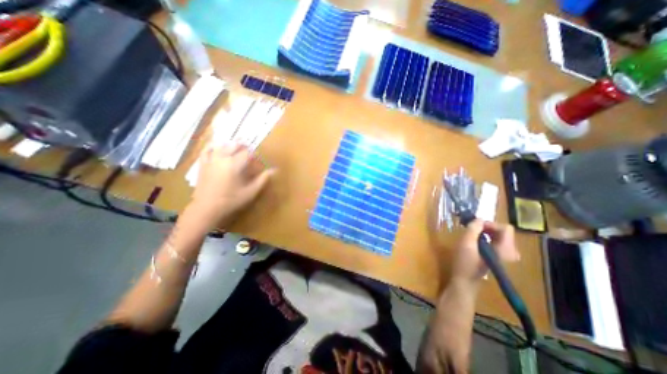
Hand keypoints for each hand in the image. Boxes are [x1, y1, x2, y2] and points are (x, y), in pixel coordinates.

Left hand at [187, 143, 272, 230]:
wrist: (207, 208)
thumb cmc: (231, 200)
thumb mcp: (251, 191)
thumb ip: (263, 179)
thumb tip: (274, 170)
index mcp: (235, 164)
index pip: (248, 153)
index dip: (255, 155)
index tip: (259, 161)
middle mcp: (223, 158)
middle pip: (234, 145)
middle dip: (244, 146)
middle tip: (250, 153)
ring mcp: (211, 160)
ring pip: (221, 145)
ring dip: (231, 145)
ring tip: (237, 148)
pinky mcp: (203, 164)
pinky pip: (206, 150)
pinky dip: (213, 146)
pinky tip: (217, 147)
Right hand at [451, 219, 516, 285]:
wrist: (465, 281)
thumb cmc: (465, 263)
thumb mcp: (466, 243)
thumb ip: (473, 229)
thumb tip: (479, 219)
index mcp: (504, 249)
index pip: (506, 228)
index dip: (490, 224)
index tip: (476, 226)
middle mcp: (510, 252)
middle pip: (503, 232)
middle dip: (487, 227)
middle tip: (472, 229)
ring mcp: (506, 256)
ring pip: (500, 237)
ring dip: (486, 232)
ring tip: (472, 234)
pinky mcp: (500, 258)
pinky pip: (497, 242)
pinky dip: (487, 238)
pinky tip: (476, 242)